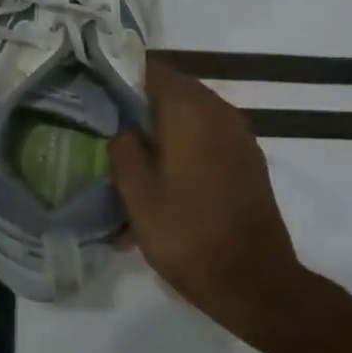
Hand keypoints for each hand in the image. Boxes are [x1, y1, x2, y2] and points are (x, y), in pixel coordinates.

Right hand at [109, 58, 313, 350]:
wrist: (254, 282)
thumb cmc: (187, 235)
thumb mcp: (138, 195)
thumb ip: (124, 151)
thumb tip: (124, 129)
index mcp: (190, 112)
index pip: (153, 69)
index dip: (123, 72)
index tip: (97, 84)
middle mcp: (220, 113)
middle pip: (174, 89)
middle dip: (141, 101)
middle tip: (108, 119)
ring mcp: (239, 138)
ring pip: (192, 115)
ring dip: (163, 125)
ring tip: (132, 150)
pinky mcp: (248, 162)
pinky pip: (209, 138)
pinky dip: (185, 145)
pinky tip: (164, 174)